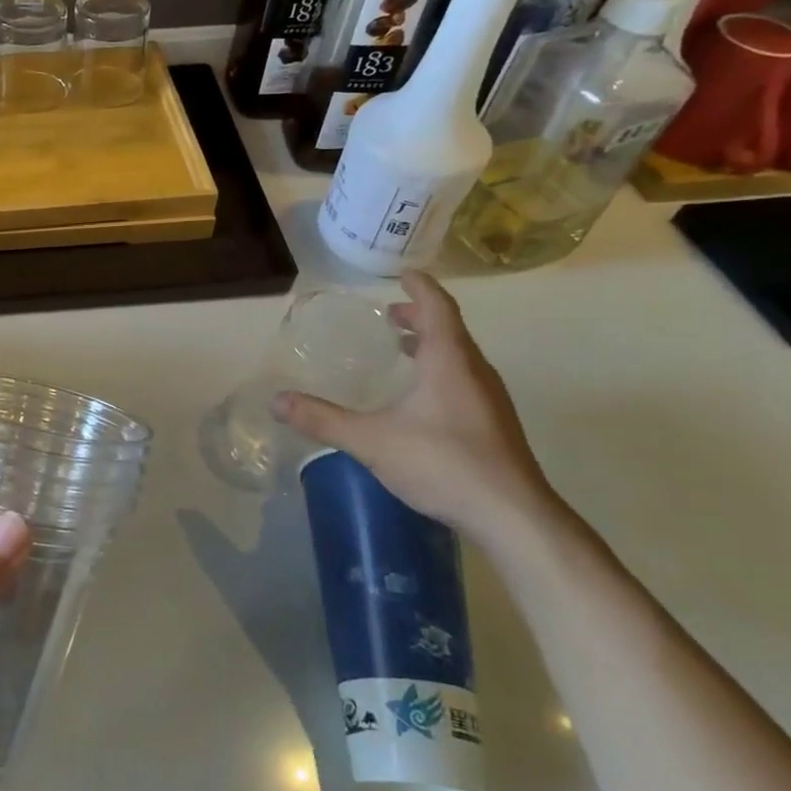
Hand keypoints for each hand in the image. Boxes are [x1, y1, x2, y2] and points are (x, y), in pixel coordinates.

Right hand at [273, 270, 561, 550]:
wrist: (513, 517)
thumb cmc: (444, 463)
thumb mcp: (372, 441)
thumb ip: (324, 420)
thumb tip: (277, 401)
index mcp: (449, 361)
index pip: (438, 308)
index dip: (421, 287)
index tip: (405, 273)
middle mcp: (475, 372)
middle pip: (450, 330)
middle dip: (421, 317)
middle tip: (391, 316)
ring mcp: (490, 401)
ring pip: (460, 357)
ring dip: (433, 345)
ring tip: (404, 349)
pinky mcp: (495, 426)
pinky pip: (465, 380)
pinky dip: (442, 371)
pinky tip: (422, 399)